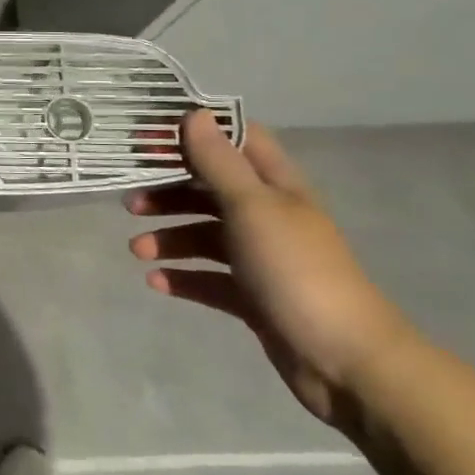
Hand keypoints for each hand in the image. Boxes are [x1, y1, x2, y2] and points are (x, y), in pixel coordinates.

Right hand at [126, 112, 412, 427]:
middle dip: (169, 192)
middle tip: (130, 203)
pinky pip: (209, 278)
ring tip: (137, 251)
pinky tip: (156, 282)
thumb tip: (194, 114)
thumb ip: (219, 162)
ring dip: (169, 238)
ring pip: (205, 235)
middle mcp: (268, 216)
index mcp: (276, 187)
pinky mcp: (253, 297)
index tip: (149, 137)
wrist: (345, 361)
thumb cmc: (296, 270)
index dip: (195, 133)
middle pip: (210, 190)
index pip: (236, 141)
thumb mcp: (252, 207)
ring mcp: (261, 259)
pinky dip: (182, 276)